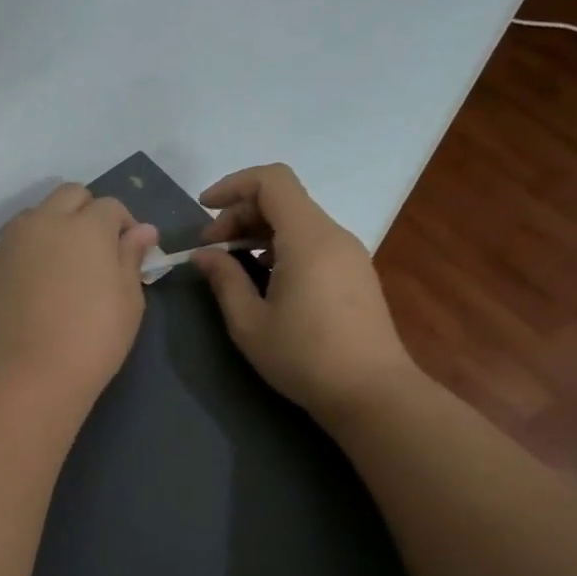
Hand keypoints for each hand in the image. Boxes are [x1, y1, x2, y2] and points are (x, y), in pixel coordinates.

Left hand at [0, 185, 159, 409]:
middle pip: (70, 195)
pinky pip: (18, 242)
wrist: (28, 374)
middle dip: (88, 211)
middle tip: (99, 249)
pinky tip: (41, 283)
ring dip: (56, 225)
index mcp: (86, 226)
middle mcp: (46, 222)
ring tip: (66, 264)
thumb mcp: (128, 300)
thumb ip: (131, 257)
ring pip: (38, 214)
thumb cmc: (93, 339)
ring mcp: (13, 242)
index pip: (111, 206)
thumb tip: (142, 230)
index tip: (131, 252)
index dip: (125, 225)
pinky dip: (33, 249)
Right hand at [192, 163, 420, 422]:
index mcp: (308, 238)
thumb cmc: (305, 357)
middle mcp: (333, 235)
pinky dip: (281, 247)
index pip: (272, 181)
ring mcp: (349, 254)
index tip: (204, 209)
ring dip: (259, 232)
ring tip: (231, 265)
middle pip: (283, 200)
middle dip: (240, 214)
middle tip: (210, 250)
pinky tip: (264, 280)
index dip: (233, 185)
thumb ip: (224, 279)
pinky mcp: (355, 273)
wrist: (373, 394)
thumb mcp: (249, 322)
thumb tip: (203, 255)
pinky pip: (312, 242)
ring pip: (298, 221)